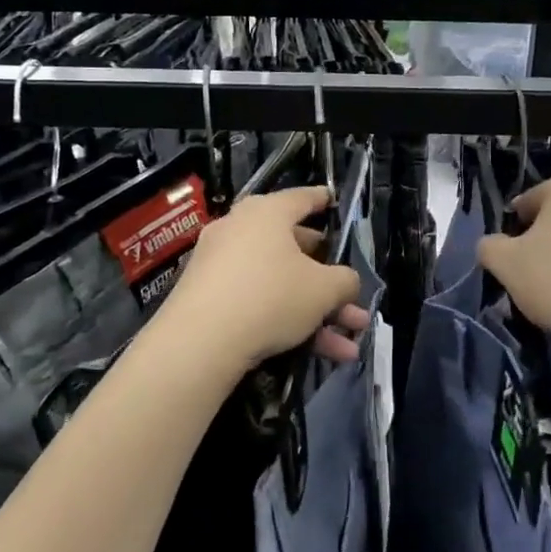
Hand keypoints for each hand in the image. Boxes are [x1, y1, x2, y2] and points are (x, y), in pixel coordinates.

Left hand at [163, 186, 367, 374]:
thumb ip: (345, 281)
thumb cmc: (270, 297)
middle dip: (330, 283)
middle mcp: (241, 230)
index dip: (324, 201)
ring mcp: (220, 264)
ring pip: (281, 284)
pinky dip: (288, 323)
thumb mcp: (324, 290)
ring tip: (349, 345)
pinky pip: (258, 303)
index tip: (335, 202)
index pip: (303, 198)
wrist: (198, 343)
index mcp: (268, 213)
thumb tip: (345, 283)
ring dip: (317, 313)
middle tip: (352, 300)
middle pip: (295, 250)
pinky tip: (320, 353)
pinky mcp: (208, 298)